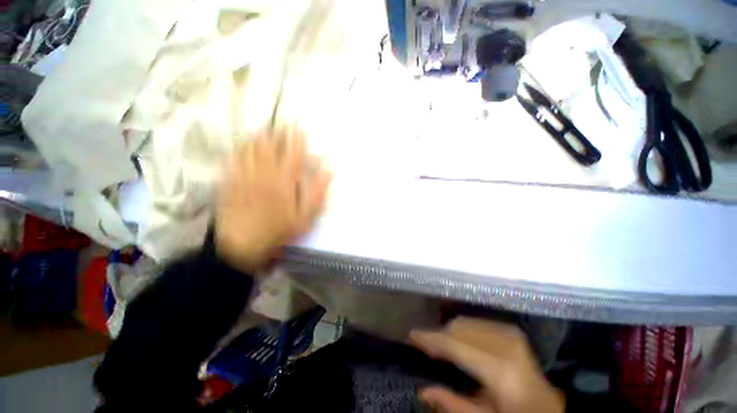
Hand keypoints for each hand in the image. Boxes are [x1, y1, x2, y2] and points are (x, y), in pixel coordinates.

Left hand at [215, 130, 331, 272]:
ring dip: (257, 139)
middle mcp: (263, 174)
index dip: (296, 140)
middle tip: (279, 125)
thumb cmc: (278, 231)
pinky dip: (237, 152)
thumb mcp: (305, 217)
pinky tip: (240, 148)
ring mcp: (244, 177)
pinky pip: (232, 162)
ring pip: (250, 151)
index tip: (298, 129)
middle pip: (269, 147)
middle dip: (275, 134)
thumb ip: (316, 193)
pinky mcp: (229, 183)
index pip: (292, 155)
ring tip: (262, 131)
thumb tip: (327, 173)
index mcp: (284, 182)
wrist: (243, 245)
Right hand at [410, 318, 564, 412]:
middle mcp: (505, 345)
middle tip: (425, 344)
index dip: (431, 339)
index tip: (412, 335)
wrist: (550, 407)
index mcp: (501, 371)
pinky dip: (462, 328)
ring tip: (441, 344)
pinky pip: (477, 322)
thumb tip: (423, 390)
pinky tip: (459, 340)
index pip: (455, 345)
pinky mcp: (511, 330)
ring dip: (450, 331)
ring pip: (466, 322)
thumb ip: (453, 405)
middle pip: (459, 329)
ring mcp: (510, 334)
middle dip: (439, 335)